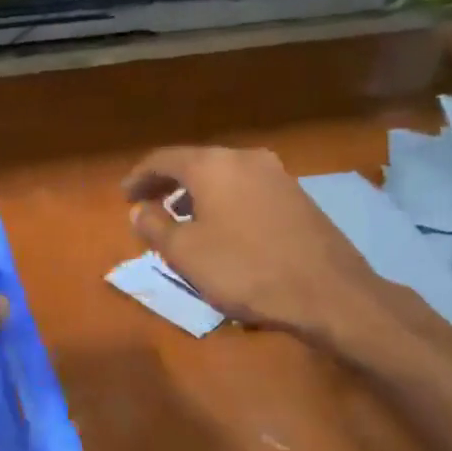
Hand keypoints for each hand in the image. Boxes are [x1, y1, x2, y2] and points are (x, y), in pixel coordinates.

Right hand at [122, 145, 386, 339]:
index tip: (124, 196)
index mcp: (213, 165)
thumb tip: (139, 209)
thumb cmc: (244, 269)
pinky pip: (246, 189)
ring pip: (223, 176)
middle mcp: (245, 158)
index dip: (139, 177)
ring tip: (182, 219)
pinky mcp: (297, 196)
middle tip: (148, 205)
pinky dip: (224, 201)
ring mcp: (277, 175)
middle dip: (168, 184)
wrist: (326, 291)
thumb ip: (154, 226)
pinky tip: (222, 228)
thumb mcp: (185, 253)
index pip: (164, 159)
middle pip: (196, 163)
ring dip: (197, 193)